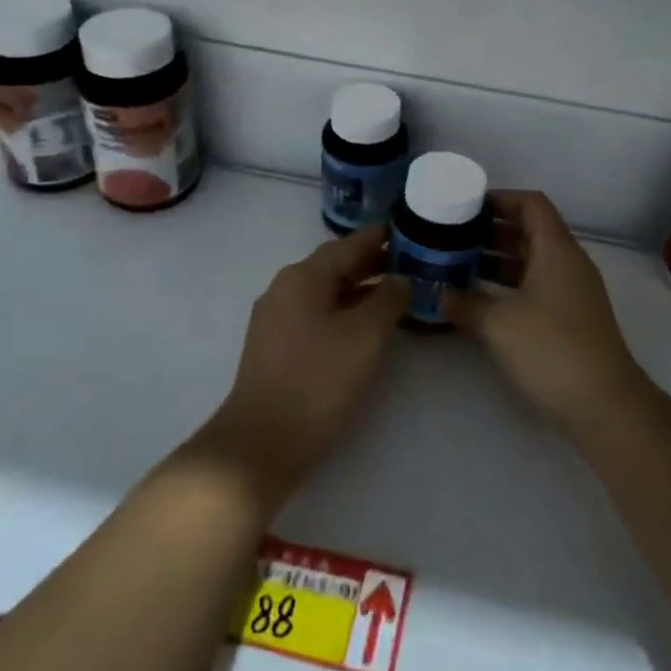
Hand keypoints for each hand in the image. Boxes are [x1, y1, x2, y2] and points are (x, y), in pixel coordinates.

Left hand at [196, 226, 407, 507]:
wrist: (263, 441)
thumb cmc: (319, 380)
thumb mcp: (365, 336)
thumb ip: (387, 300)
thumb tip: (400, 279)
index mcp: (303, 277)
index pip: (347, 245)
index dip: (378, 237)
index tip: (405, 229)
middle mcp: (285, 288)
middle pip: (333, 265)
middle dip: (369, 262)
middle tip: (407, 261)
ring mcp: (275, 318)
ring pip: (323, 291)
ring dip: (357, 288)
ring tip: (392, 293)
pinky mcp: (275, 346)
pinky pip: (314, 313)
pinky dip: (341, 310)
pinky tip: (362, 326)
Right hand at [455, 191, 653, 444]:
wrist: (604, 405)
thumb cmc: (551, 349)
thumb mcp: (499, 323)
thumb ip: (466, 303)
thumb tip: (439, 295)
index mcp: (556, 250)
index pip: (531, 204)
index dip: (499, 199)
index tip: (465, 207)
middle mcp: (568, 263)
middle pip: (530, 231)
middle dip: (490, 231)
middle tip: (453, 237)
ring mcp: (571, 292)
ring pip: (531, 261)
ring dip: (497, 260)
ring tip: (458, 266)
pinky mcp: (570, 318)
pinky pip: (535, 286)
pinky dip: (508, 286)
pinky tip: (480, 300)